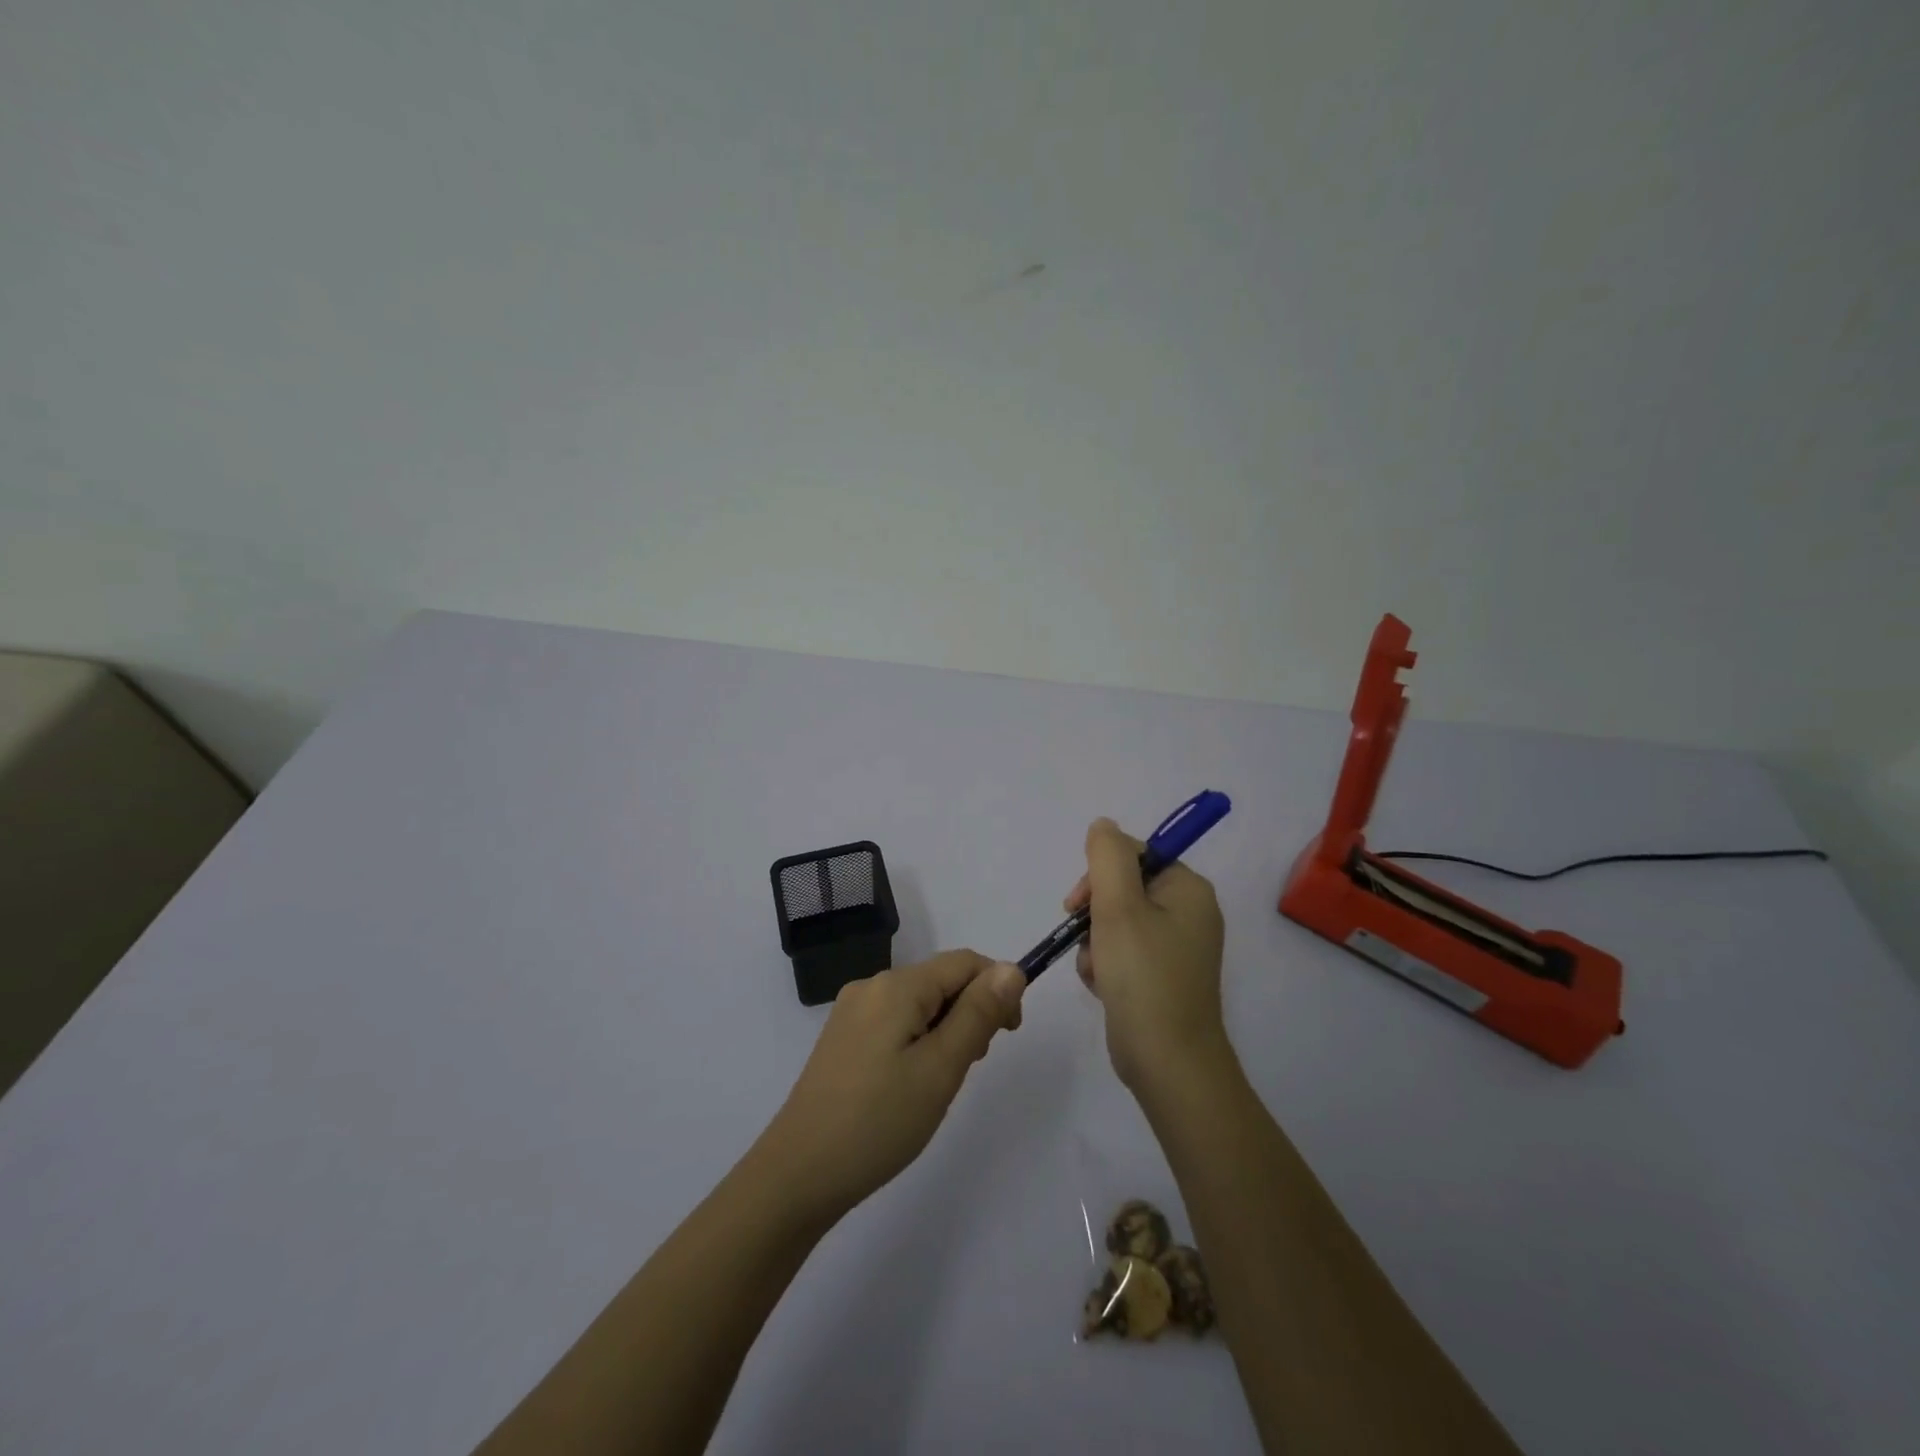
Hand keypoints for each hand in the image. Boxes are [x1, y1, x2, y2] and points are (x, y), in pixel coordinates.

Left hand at [759, 950, 1026, 1221]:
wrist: (798, 1174)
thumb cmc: (879, 1121)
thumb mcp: (941, 1068)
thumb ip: (978, 1013)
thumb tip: (1011, 968)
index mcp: (896, 985)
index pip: (964, 962)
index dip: (997, 988)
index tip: (1009, 1035)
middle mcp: (871, 986)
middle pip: (940, 981)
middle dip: (970, 1012)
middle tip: (970, 1067)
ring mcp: (852, 1012)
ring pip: (919, 1004)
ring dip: (945, 1029)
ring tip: (940, 1082)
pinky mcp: (842, 1039)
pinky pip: (895, 1022)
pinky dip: (918, 1041)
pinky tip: (911, 1085)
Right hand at [1067, 817, 1227, 1092]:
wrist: (1168, 1062)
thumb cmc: (1143, 976)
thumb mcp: (1118, 906)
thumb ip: (1107, 856)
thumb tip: (1103, 825)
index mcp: (1188, 889)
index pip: (1134, 855)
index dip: (1099, 874)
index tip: (1076, 904)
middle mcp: (1189, 912)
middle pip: (1123, 888)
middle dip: (1094, 913)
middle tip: (1082, 936)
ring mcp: (1177, 947)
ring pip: (1117, 922)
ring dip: (1095, 941)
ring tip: (1096, 970)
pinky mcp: (1163, 976)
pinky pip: (1124, 951)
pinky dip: (1105, 963)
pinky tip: (1101, 985)